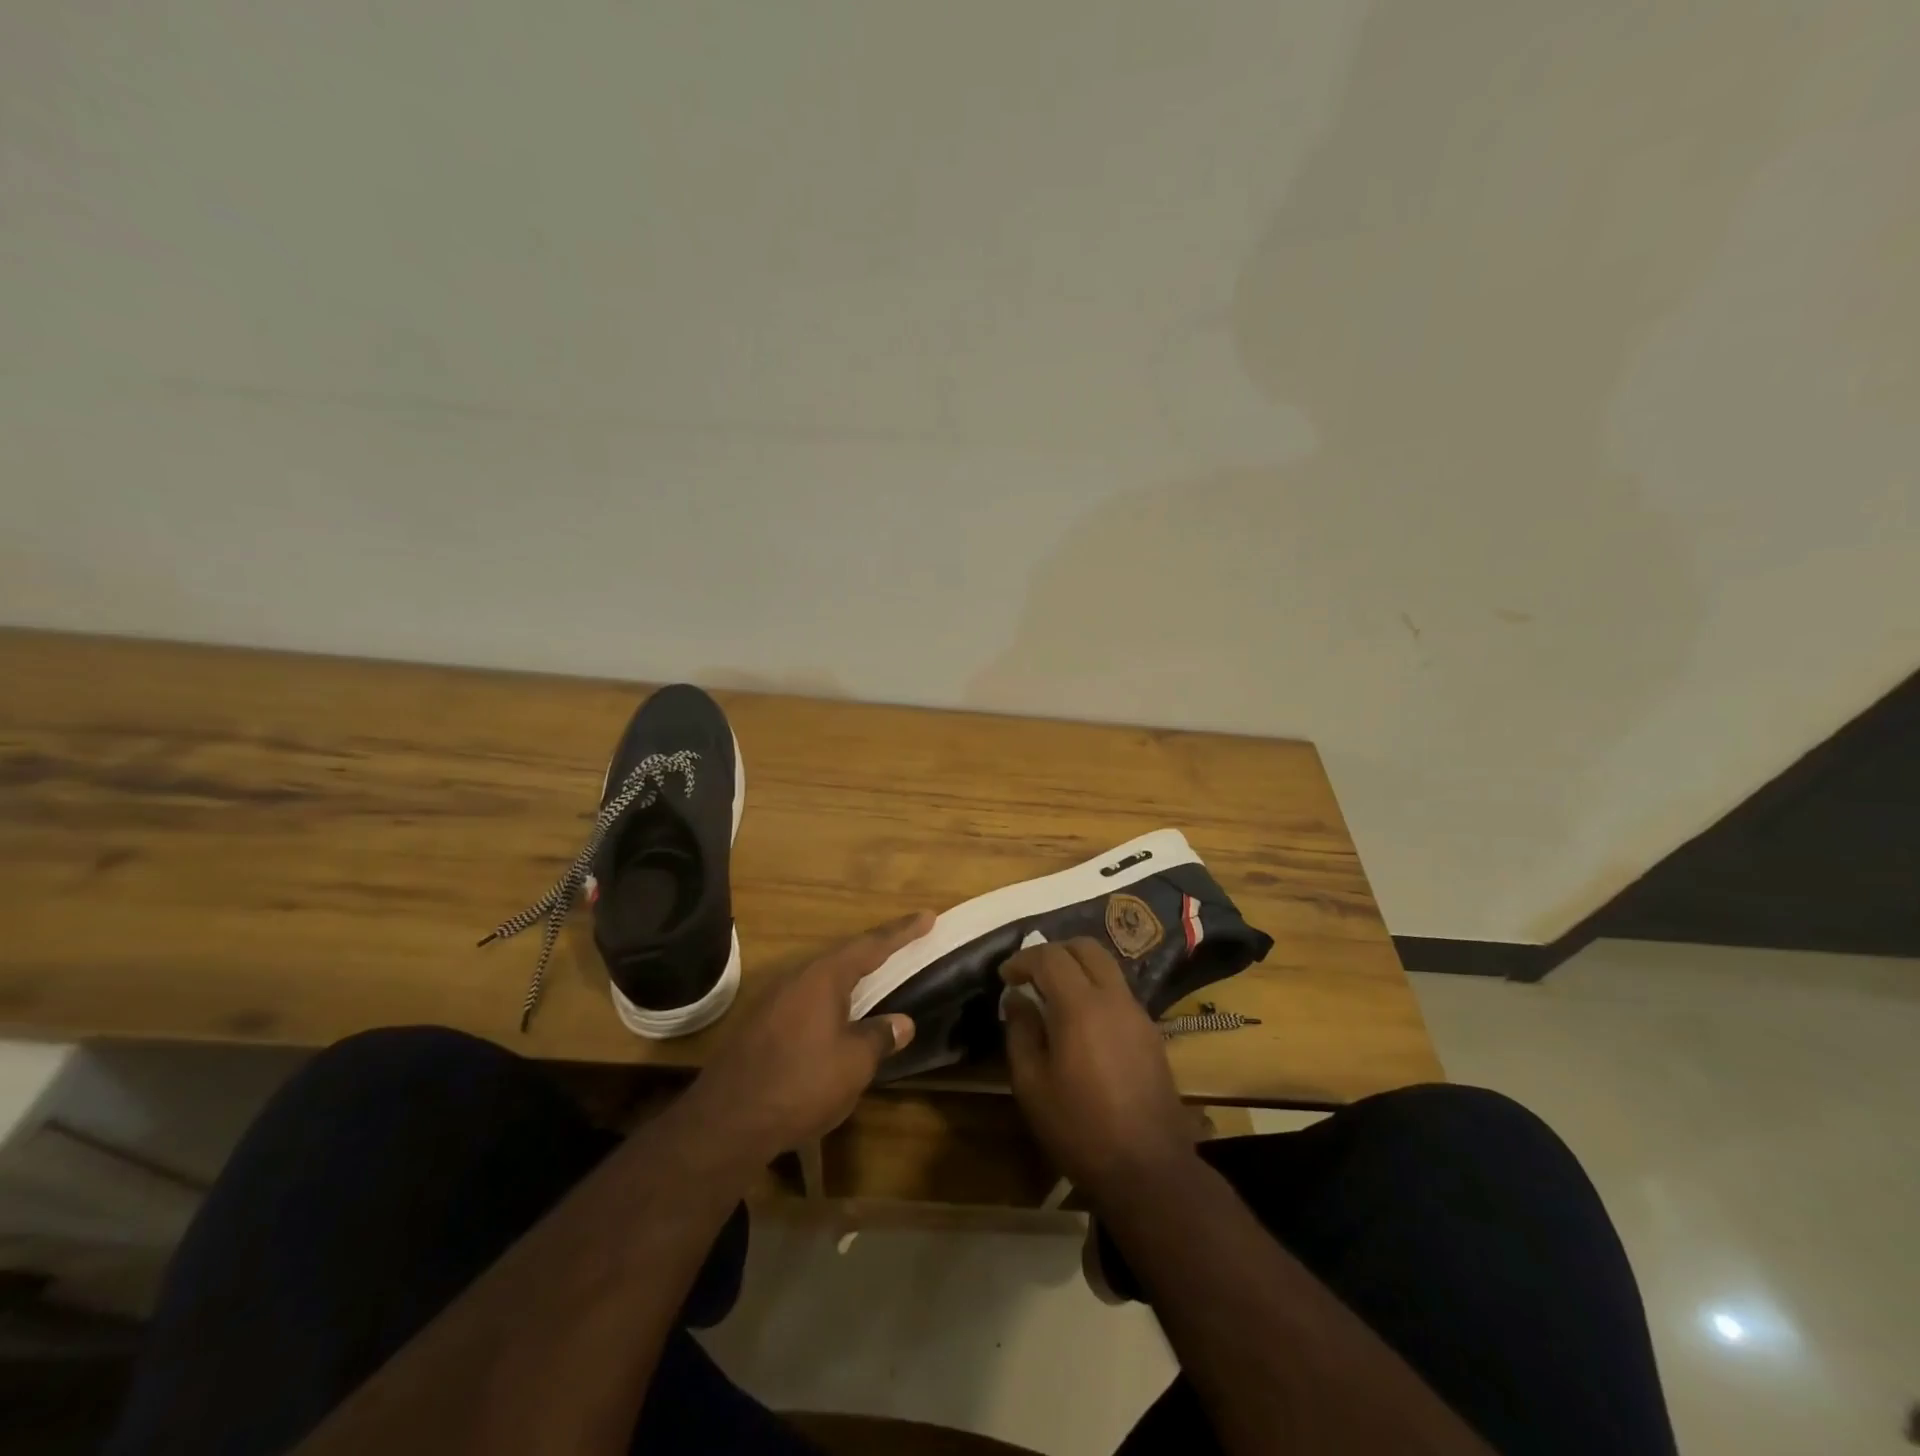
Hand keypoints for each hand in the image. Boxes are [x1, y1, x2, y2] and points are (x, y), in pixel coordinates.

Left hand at [680, 911, 933, 1162]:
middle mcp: (796, 978)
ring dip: (851, 979)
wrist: (726, 1122)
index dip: (902, 932)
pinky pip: (805, 1001)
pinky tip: (836, 1020)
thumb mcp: (853, 1064)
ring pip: (822, 980)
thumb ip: (880, 1037)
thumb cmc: (800, 1084)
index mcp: (823, 977)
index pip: (871, 945)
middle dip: (875, 952)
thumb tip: (901, 1022)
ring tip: (874, 982)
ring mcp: (773, 1000)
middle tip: (904, 946)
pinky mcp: (759, 1025)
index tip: (927, 916)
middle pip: (844, 957)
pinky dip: (830, 1003)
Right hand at [1001, 937, 1200, 1198]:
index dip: (1023, 959)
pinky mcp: (1151, 1032)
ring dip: (1078, 968)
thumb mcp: (1032, 1085)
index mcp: (1081, 1006)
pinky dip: (1096, 988)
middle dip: (1055, 951)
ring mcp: (1138, 1013)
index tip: (1005, 976)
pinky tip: (1082, 1022)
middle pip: (1086, 948)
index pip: (1050, 957)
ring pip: (1107, 967)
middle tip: (1031, 974)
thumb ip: (1021, 1032)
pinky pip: (1119, 992)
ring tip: (1054, 995)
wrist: (1149, 1169)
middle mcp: (1114, 998)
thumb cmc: (1080, 1129)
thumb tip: (1017, 999)